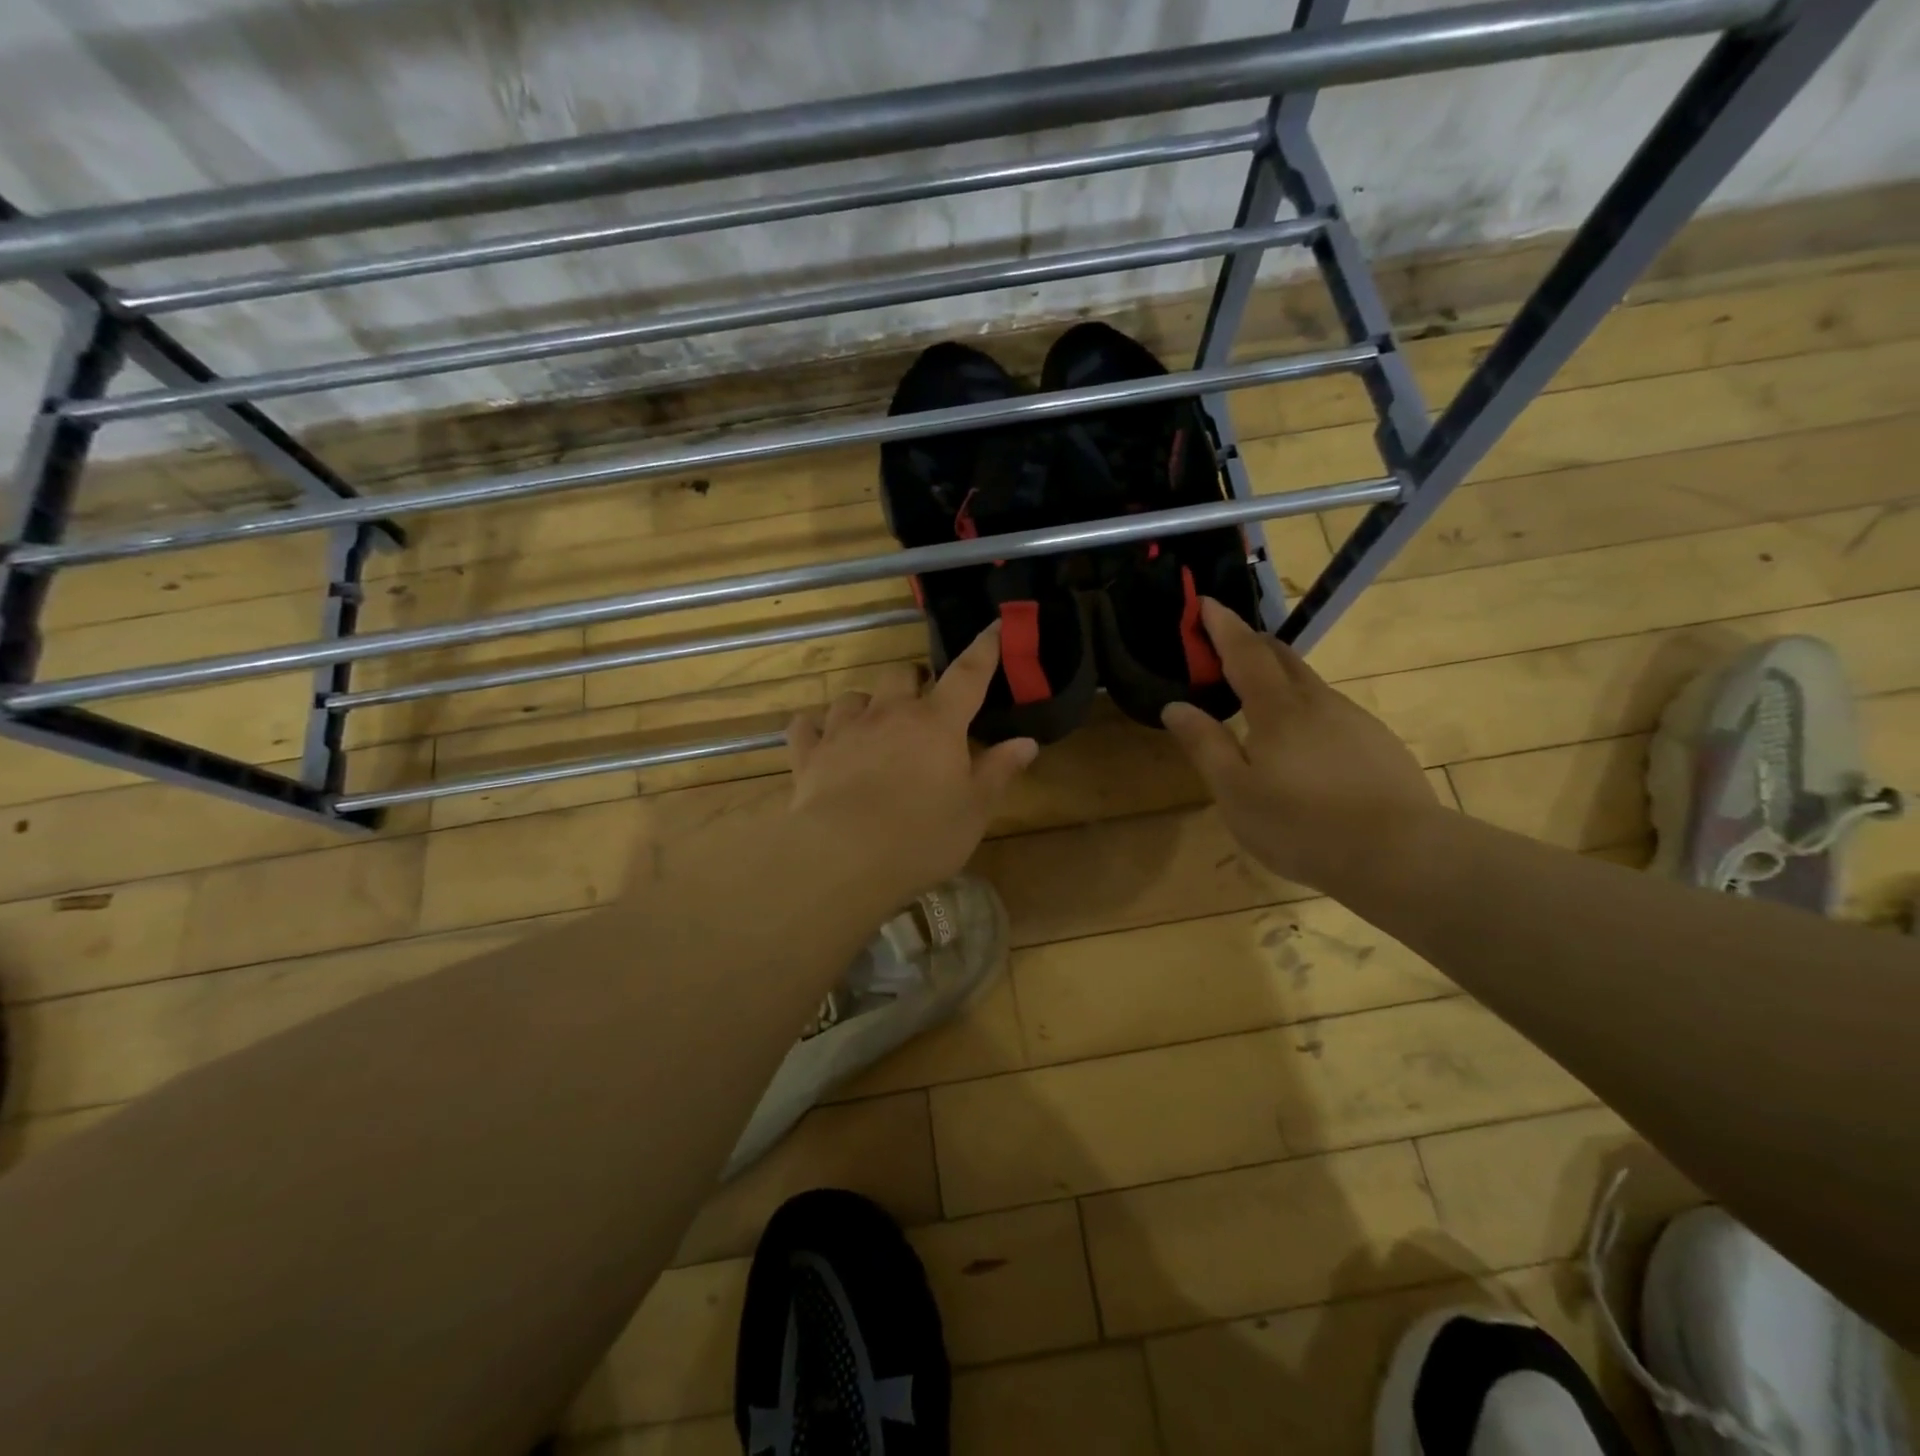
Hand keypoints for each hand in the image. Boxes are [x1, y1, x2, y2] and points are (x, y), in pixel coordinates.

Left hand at [786, 624, 1037, 901]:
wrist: (844, 856)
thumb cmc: (922, 835)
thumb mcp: (974, 810)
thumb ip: (999, 771)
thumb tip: (1027, 742)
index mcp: (937, 723)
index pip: (968, 674)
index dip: (984, 649)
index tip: (994, 626)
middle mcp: (890, 713)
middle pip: (901, 675)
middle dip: (914, 680)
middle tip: (923, 703)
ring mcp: (845, 729)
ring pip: (853, 696)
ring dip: (866, 704)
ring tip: (873, 725)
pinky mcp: (810, 752)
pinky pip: (807, 725)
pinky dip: (817, 728)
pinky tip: (822, 740)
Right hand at [1161, 599, 1437, 892]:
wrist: (1401, 855)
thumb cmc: (1302, 825)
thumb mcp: (1235, 792)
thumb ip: (1205, 745)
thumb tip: (1175, 706)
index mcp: (1278, 710)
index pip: (1245, 652)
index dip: (1223, 626)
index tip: (1206, 602)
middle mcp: (1318, 703)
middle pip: (1282, 657)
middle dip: (1251, 642)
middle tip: (1226, 643)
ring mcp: (1354, 720)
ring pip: (1310, 685)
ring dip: (1280, 677)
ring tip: (1259, 699)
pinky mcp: (1378, 743)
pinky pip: (1332, 712)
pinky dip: (1306, 710)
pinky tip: (1304, 745)